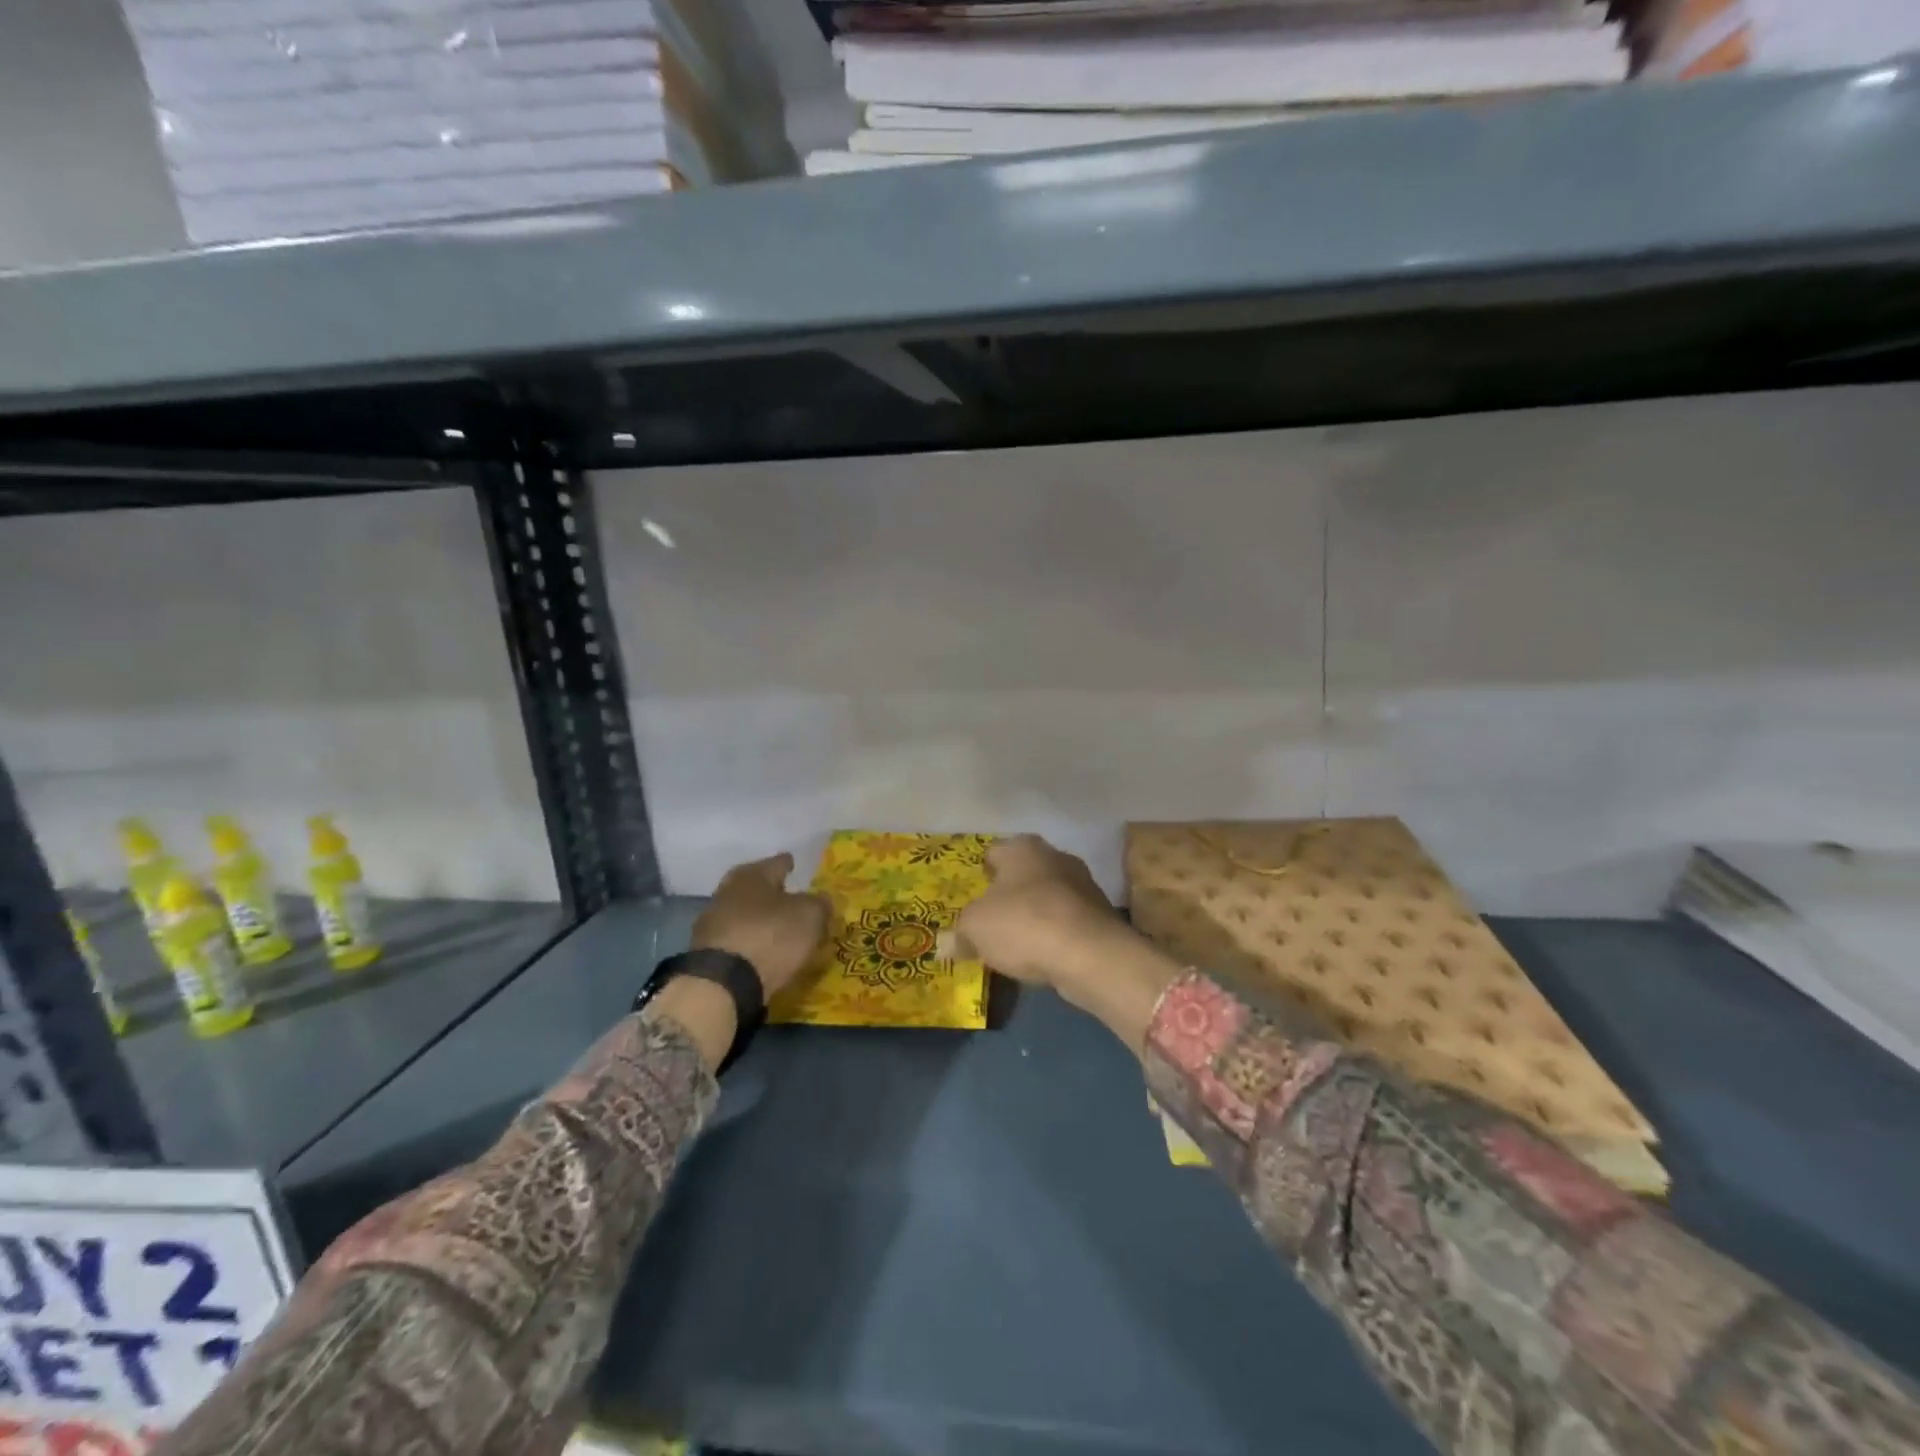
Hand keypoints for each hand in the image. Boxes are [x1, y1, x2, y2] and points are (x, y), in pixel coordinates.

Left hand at [691, 853, 828, 998]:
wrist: (722, 984)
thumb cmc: (770, 936)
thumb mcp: (809, 916)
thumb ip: (819, 904)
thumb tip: (821, 899)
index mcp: (752, 874)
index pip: (777, 863)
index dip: (789, 864)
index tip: (796, 865)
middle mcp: (727, 891)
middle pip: (756, 888)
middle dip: (772, 894)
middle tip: (791, 900)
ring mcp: (712, 923)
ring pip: (744, 915)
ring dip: (759, 921)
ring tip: (779, 932)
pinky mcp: (705, 954)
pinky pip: (736, 941)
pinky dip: (749, 944)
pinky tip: (762, 953)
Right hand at [944, 836, 1127, 1006]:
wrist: (1090, 953)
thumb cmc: (1023, 924)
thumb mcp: (975, 929)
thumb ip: (960, 933)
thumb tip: (946, 945)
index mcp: (1022, 847)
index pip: (994, 853)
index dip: (982, 875)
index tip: (975, 899)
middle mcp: (1055, 856)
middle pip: (1023, 874)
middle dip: (1010, 895)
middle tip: (993, 922)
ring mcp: (1083, 883)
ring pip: (1048, 897)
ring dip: (1035, 915)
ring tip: (1018, 944)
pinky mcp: (1100, 913)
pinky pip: (1067, 920)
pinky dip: (1055, 934)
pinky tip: (1045, 955)